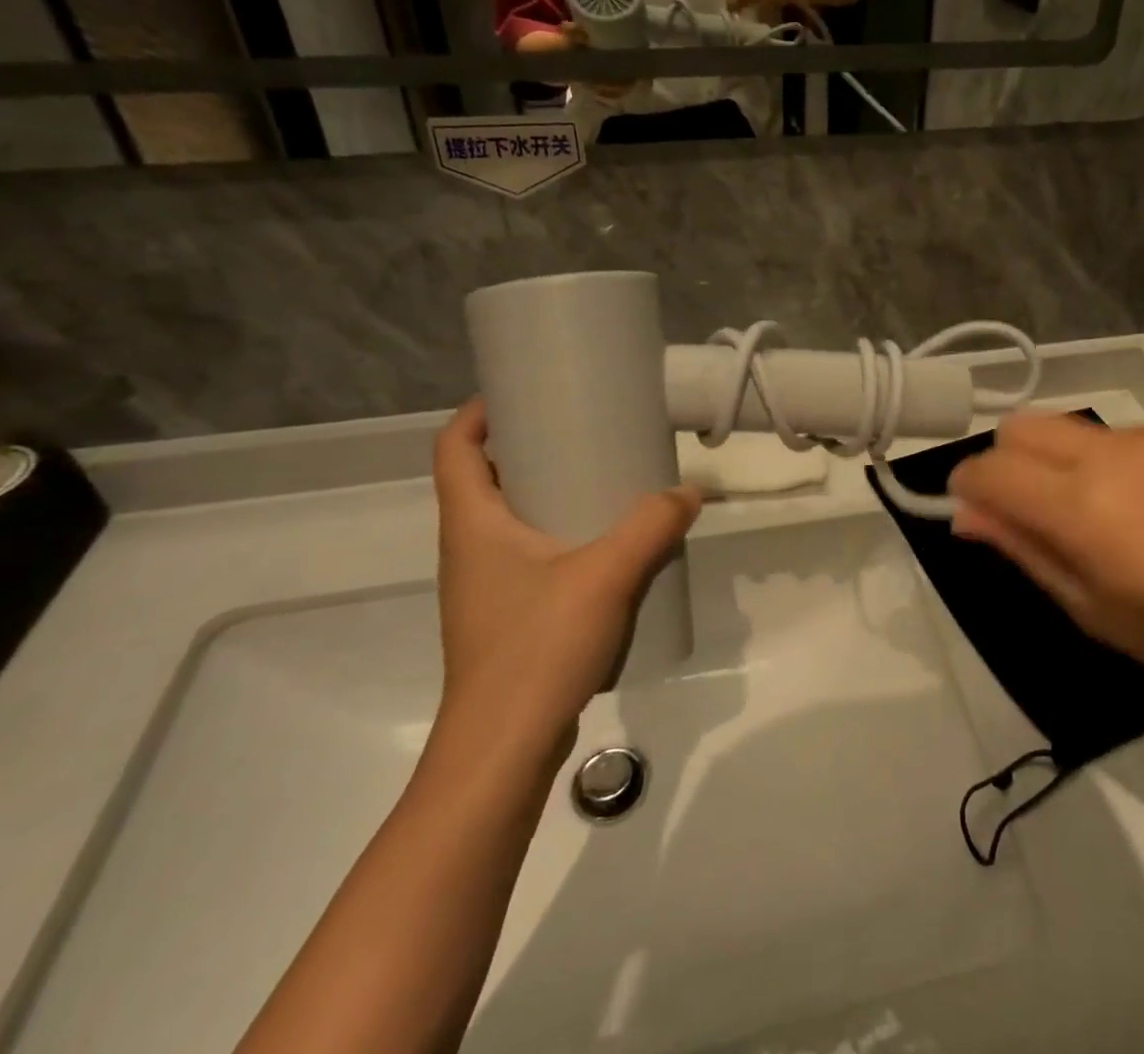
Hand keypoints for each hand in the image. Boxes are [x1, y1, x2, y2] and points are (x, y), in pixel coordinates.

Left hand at [433, 400, 700, 728]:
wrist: (504, 750)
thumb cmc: (537, 647)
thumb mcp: (605, 575)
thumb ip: (651, 526)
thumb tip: (690, 492)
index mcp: (472, 524)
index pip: (453, 448)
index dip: (479, 412)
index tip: (523, 392)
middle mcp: (469, 549)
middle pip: (482, 479)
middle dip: (526, 448)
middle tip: (580, 430)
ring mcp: (485, 588)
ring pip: (508, 520)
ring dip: (544, 493)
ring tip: (600, 480)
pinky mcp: (506, 618)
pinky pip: (528, 556)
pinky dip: (558, 535)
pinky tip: (604, 547)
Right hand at [947, 415, 1143, 697]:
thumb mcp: (1093, 610)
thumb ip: (1024, 550)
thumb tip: (966, 514)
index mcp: (1080, 505)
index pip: (990, 470)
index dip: (966, 485)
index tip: (973, 507)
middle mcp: (1110, 452)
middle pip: (1022, 425)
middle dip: (1007, 459)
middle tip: (1032, 507)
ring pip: (1077, 429)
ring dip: (1068, 462)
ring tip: (1113, 512)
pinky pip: (1134, 434)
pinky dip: (1125, 463)